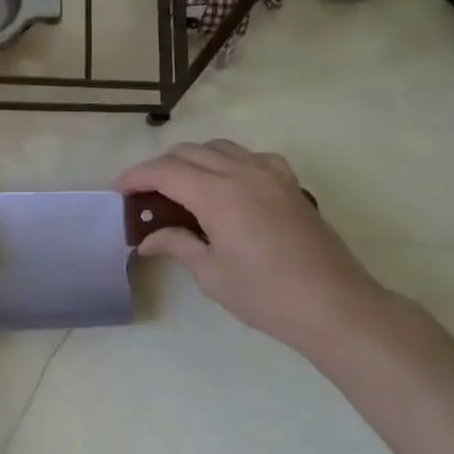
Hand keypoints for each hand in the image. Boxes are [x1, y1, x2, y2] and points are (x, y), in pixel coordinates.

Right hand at [116, 141, 392, 354]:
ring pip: (220, 147)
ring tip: (180, 187)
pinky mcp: (290, 184)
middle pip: (190, 152)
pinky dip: (228, 161)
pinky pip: (251, 156)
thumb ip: (177, 245)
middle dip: (160, 167)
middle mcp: (243, 172)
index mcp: (219, 194)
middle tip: (145, 194)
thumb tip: (148, 239)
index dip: (137, 176)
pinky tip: (226, 185)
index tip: (118, 190)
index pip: (165, 171)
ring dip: (193, 160)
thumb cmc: (266, 295)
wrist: (335, 306)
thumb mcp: (212, 274)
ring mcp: (271, 174)